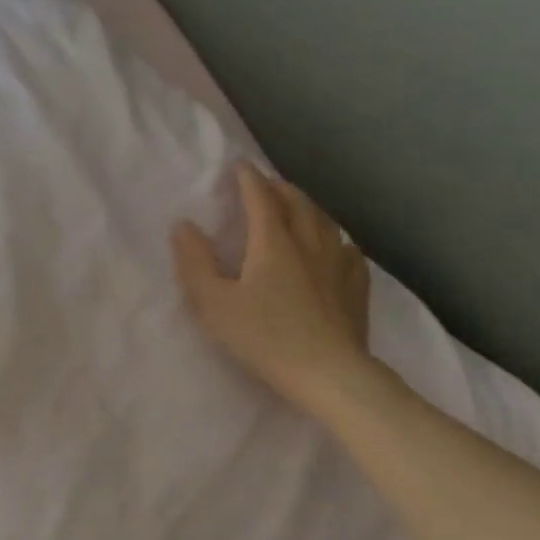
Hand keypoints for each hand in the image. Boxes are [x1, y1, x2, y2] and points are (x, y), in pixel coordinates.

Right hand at [172, 163, 372, 417]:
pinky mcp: (356, 286)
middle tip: (265, 184)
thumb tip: (183, 225)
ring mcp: (338, 263)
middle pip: (297, 202)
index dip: (248, 179)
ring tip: (297, 208)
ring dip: (307, 207)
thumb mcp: (215, 304)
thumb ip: (195, 263)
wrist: (329, 373)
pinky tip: (335, 248)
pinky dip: (333, 238)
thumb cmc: (265, 338)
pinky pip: (346, 248)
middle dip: (279, 188)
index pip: (260, 198)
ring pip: (324, 221)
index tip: (239, 166)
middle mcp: (309, 242)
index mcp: (273, 242)